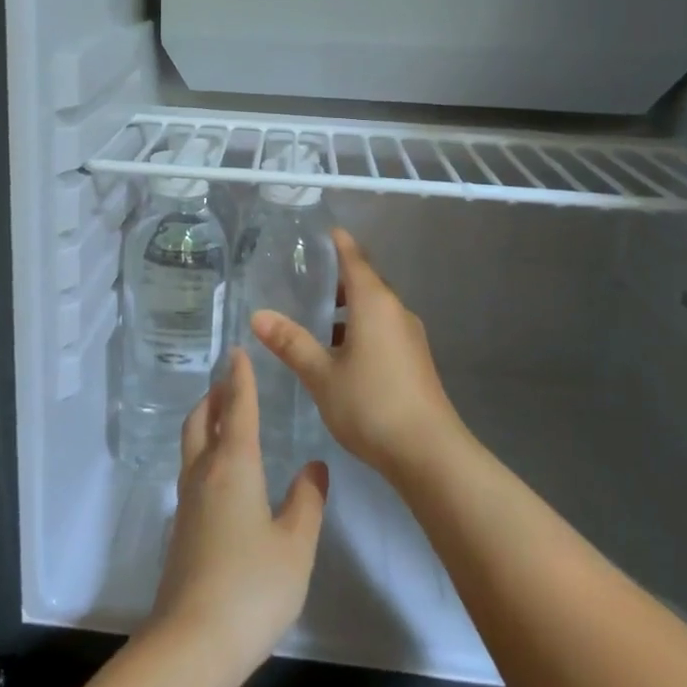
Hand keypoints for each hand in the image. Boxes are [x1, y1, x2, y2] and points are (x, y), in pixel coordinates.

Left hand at [149, 349, 328, 675]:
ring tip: (223, 417)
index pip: (237, 409)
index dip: (239, 379)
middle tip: (229, 382)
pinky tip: (221, 473)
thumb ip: (307, 502)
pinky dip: (204, 452)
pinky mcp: (181, 528)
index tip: (237, 351)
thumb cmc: (253, 587)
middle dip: (214, 396)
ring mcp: (187, 502)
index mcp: (234, 467)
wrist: (193, 640)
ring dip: (205, 422)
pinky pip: (192, 471)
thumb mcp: (295, 545)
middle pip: (201, 421)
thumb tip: (313, 467)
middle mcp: (204, 474)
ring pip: (191, 445)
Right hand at [250, 227, 462, 482]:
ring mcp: (408, 337)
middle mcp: (395, 312)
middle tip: (301, 278)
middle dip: (336, 278)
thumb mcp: (321, 374)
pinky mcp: (413, 360)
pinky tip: (336, 352)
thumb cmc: (371, 404)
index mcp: (374, 304)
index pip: (354, 260)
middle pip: (365, 283)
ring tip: (311, 317)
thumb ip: (291, 342)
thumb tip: (258, 315)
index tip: (320, 232)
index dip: (338, 244)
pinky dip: (358, 329)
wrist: (428, 454)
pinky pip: (381, 330)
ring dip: (346, 309)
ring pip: (373, 309)